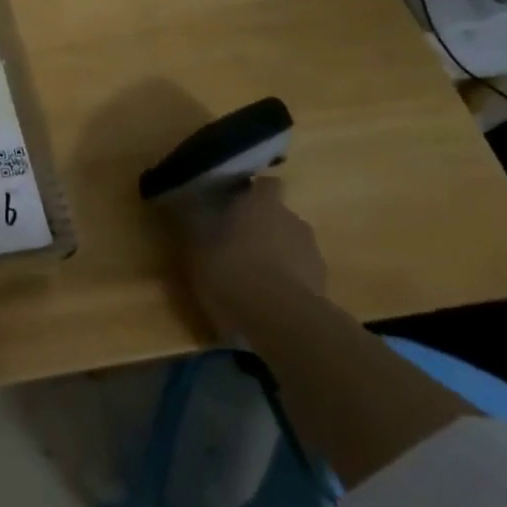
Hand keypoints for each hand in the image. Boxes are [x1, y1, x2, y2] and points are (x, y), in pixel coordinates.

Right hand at [174, 178, 325, 336]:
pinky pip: (300, 273)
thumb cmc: (233, 272)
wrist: (283, 322)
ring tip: (250, 275)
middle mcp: (292, 220)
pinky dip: (286, 279)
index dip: (250, 192)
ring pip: (290, 244)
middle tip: (233, 242)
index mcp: (262, 204)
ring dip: (274, 253)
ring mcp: (313, 253)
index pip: (265, 184)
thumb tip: (182, 204)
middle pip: (277, 215)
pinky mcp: (324, 284)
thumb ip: (195, 224)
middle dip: (259, 226)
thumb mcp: (197, 248)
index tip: (231, 203)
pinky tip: (266, 298)